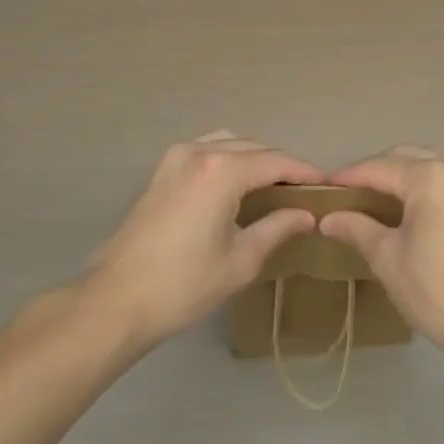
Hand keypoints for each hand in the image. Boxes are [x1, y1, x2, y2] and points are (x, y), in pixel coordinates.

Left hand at [84, 132, 321, 350]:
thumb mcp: (241, 260)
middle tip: (304, 191)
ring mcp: (176, 157)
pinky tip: (237, 183)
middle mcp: (200, 151)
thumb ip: (278, 228)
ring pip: (229, 143)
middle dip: (281, 165)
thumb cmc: (184, 284)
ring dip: (255, 158)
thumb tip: (307, 215)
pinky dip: (229, 158)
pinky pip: (207, 150)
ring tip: (274, 186)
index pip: (276, 162)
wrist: (116, 300)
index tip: (327, 185)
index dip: (305, 172)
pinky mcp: (161, 170)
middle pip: (254, 148)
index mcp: (222, 171)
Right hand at [320, 146, 443, 367]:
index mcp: (430, 177)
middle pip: (406, 157)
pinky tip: (409, 204)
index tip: (323, 188)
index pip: (379, 167)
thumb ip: (357, 228)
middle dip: (375, 171)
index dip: (349, 176)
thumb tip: (327, 218)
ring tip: (375, 196)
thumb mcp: (387, 258)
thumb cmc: (436, 290)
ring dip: (402, 172)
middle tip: (346, 194)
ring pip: (429, 162)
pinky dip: (425, 182)